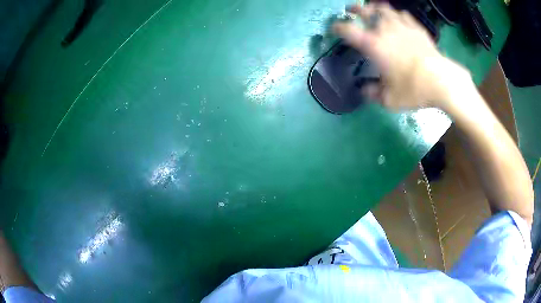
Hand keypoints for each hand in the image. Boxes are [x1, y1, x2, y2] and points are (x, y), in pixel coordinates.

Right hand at [333, 3, 470, 110]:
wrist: (441, 81)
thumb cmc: (413, 89)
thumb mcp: (389, 99)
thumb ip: (373, 94)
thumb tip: (363, 90)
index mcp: (373, 45)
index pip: (347, 30)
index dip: (337, 27)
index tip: (334, 29)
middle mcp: (384, 30)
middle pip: (366, 11)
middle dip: (356, 9)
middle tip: (351, 10)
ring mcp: (402, 26)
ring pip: (384, 8)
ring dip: (376, 8)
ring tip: (373, 10)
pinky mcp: (416, 28)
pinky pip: (403, 15)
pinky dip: (396, 14)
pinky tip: (397, 18)